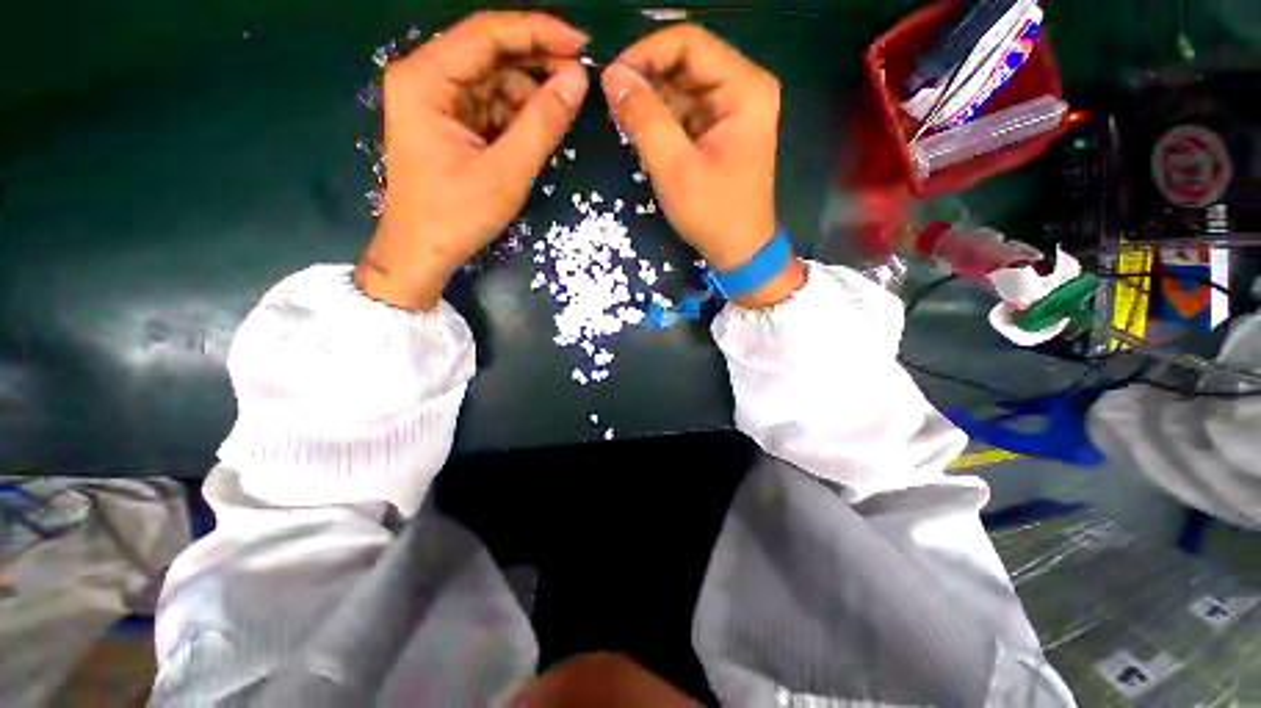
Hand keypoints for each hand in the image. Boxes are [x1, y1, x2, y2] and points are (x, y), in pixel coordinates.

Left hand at [356, 12, 589, 310]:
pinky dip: (516, 115)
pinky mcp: (448, 121)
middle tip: (579, 83)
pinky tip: (535, 132)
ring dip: (529, 95)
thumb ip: (542, 124)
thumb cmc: (456, 216)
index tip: (581, 45)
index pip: (487, 34)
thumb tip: (578, 80)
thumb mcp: (506, 172)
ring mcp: (436, 100)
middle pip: (490, 53)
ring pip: (493, 79)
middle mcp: (426, 77)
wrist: (422, 252)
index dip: (538, 32)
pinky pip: (490, 104)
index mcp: (426, 79)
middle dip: (536, 65)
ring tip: (558, 118)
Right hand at [600, 24, 804, 307]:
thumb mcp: (674, 168)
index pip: (689, 42)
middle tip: (614, 108)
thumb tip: (612, 76)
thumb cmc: (713, 214)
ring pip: (681, 88)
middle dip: (647, 81)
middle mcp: (743, 88)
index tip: (611, 79)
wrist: (739, 251)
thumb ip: (643, 118)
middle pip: (685, 62)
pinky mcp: (720, 130)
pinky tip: (646, 140)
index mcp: (744, 88)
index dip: (645, 53)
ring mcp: (732, 110)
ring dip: (651, 104)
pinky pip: (685, 112)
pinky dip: (662, 122)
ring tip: (627, 128)